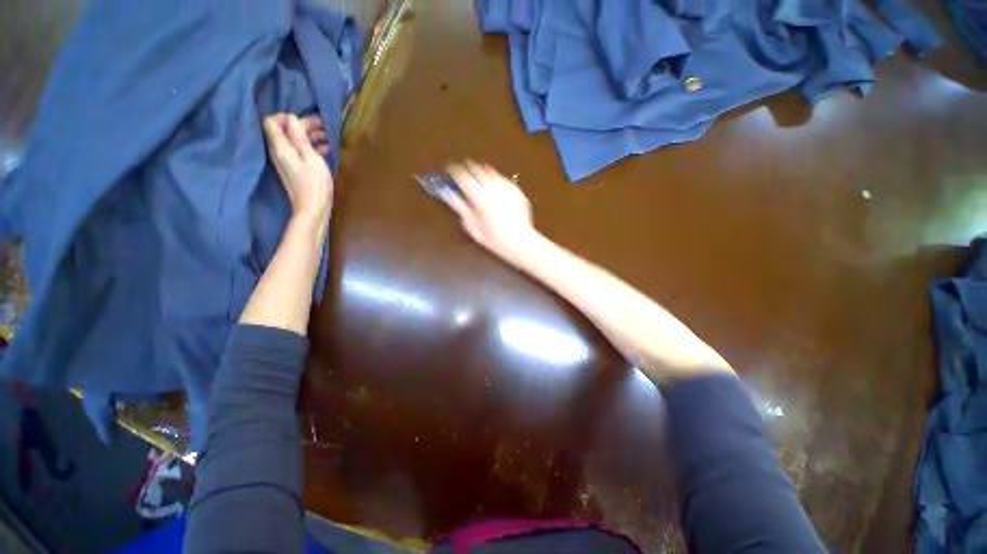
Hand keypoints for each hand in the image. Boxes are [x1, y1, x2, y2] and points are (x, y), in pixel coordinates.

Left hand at [263, 113, 333, 223]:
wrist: (313, 210)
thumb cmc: (315, 185)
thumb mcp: (312, 158)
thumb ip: (300, 138)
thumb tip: (292, 119)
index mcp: (281, 147)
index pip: (272, 122)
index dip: (287, 117)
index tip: (306, 120)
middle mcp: (279, 152)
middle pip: (284, 131)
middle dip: (302, 125)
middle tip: (323, 125)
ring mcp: (286, 162)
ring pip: (293, 141)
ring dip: (309, 136)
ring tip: (328, 137)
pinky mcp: (295, 170)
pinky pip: (299, 152)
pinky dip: (311, 148)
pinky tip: (325, 150)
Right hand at [444, 161, 538, 264]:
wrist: (520, 240)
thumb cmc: (493, 238)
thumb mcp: (472, 226)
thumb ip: (460, 207)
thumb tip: (449, 193)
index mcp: (479, 196)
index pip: (462, 176)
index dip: (454, 171)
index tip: (450, 171)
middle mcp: (492, 187)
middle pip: (476, 169)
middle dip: (467, 169)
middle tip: (463, 175)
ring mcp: (506, 187)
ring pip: (490, 171)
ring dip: (481, 173)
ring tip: (478, 182)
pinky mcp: (516, 190)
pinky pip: (501, 179)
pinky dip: (494, 181)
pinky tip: (494, 191)